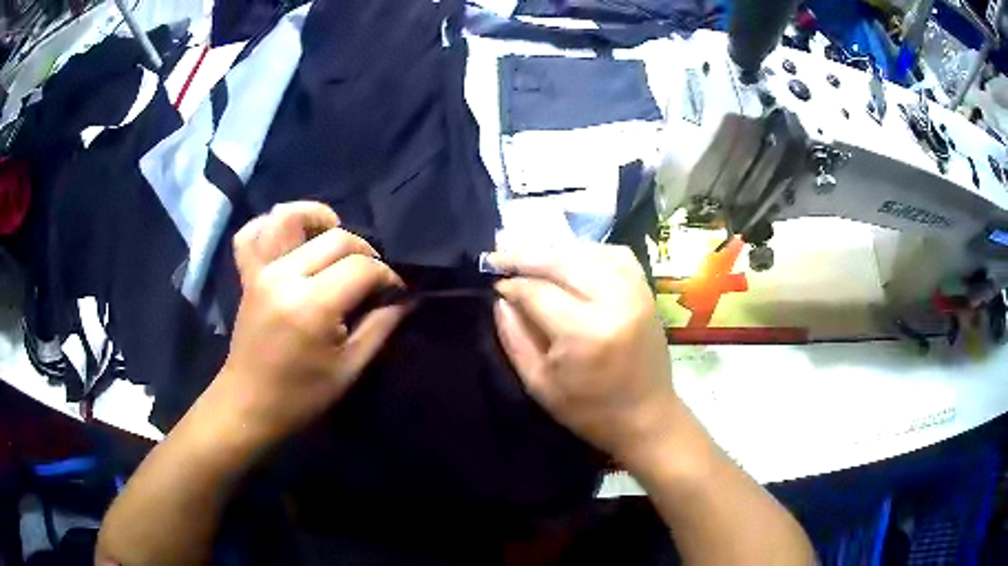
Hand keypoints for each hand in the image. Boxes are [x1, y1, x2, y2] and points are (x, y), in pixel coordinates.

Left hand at [210, 202, 407, 444]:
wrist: (249, 405)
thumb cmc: (301, 396)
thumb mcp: (349, 369)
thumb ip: (380, 327)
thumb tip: (406, 298)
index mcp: (312, 306)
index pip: (362, 268)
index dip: (386, 276)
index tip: (394, 292)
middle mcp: (284, 277)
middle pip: (336, 238)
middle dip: (364, 252)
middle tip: (371, 278)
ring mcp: (260, 271)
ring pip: (289, 217)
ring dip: (317, 218)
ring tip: (332, 237)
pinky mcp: (247, 275)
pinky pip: (251, 233)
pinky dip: (270, 226)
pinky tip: (289, 239)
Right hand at [489, 244, 676, 466]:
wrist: (647, 417)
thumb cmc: (589, 411)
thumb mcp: (539, 384)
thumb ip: (514, 338)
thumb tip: (500, 299)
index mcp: (584, 333)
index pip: (537, 292)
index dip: (511, 284)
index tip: (494, 284)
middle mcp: (613, 302)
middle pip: (561, 262)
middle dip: (526, 256)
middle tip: (499, 255)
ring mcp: (635, 292)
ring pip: (587, 252)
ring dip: (554, 252)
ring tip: (530, 257)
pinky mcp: (646, 291)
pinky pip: (614, 254)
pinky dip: (588, 252)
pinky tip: (571, 261)